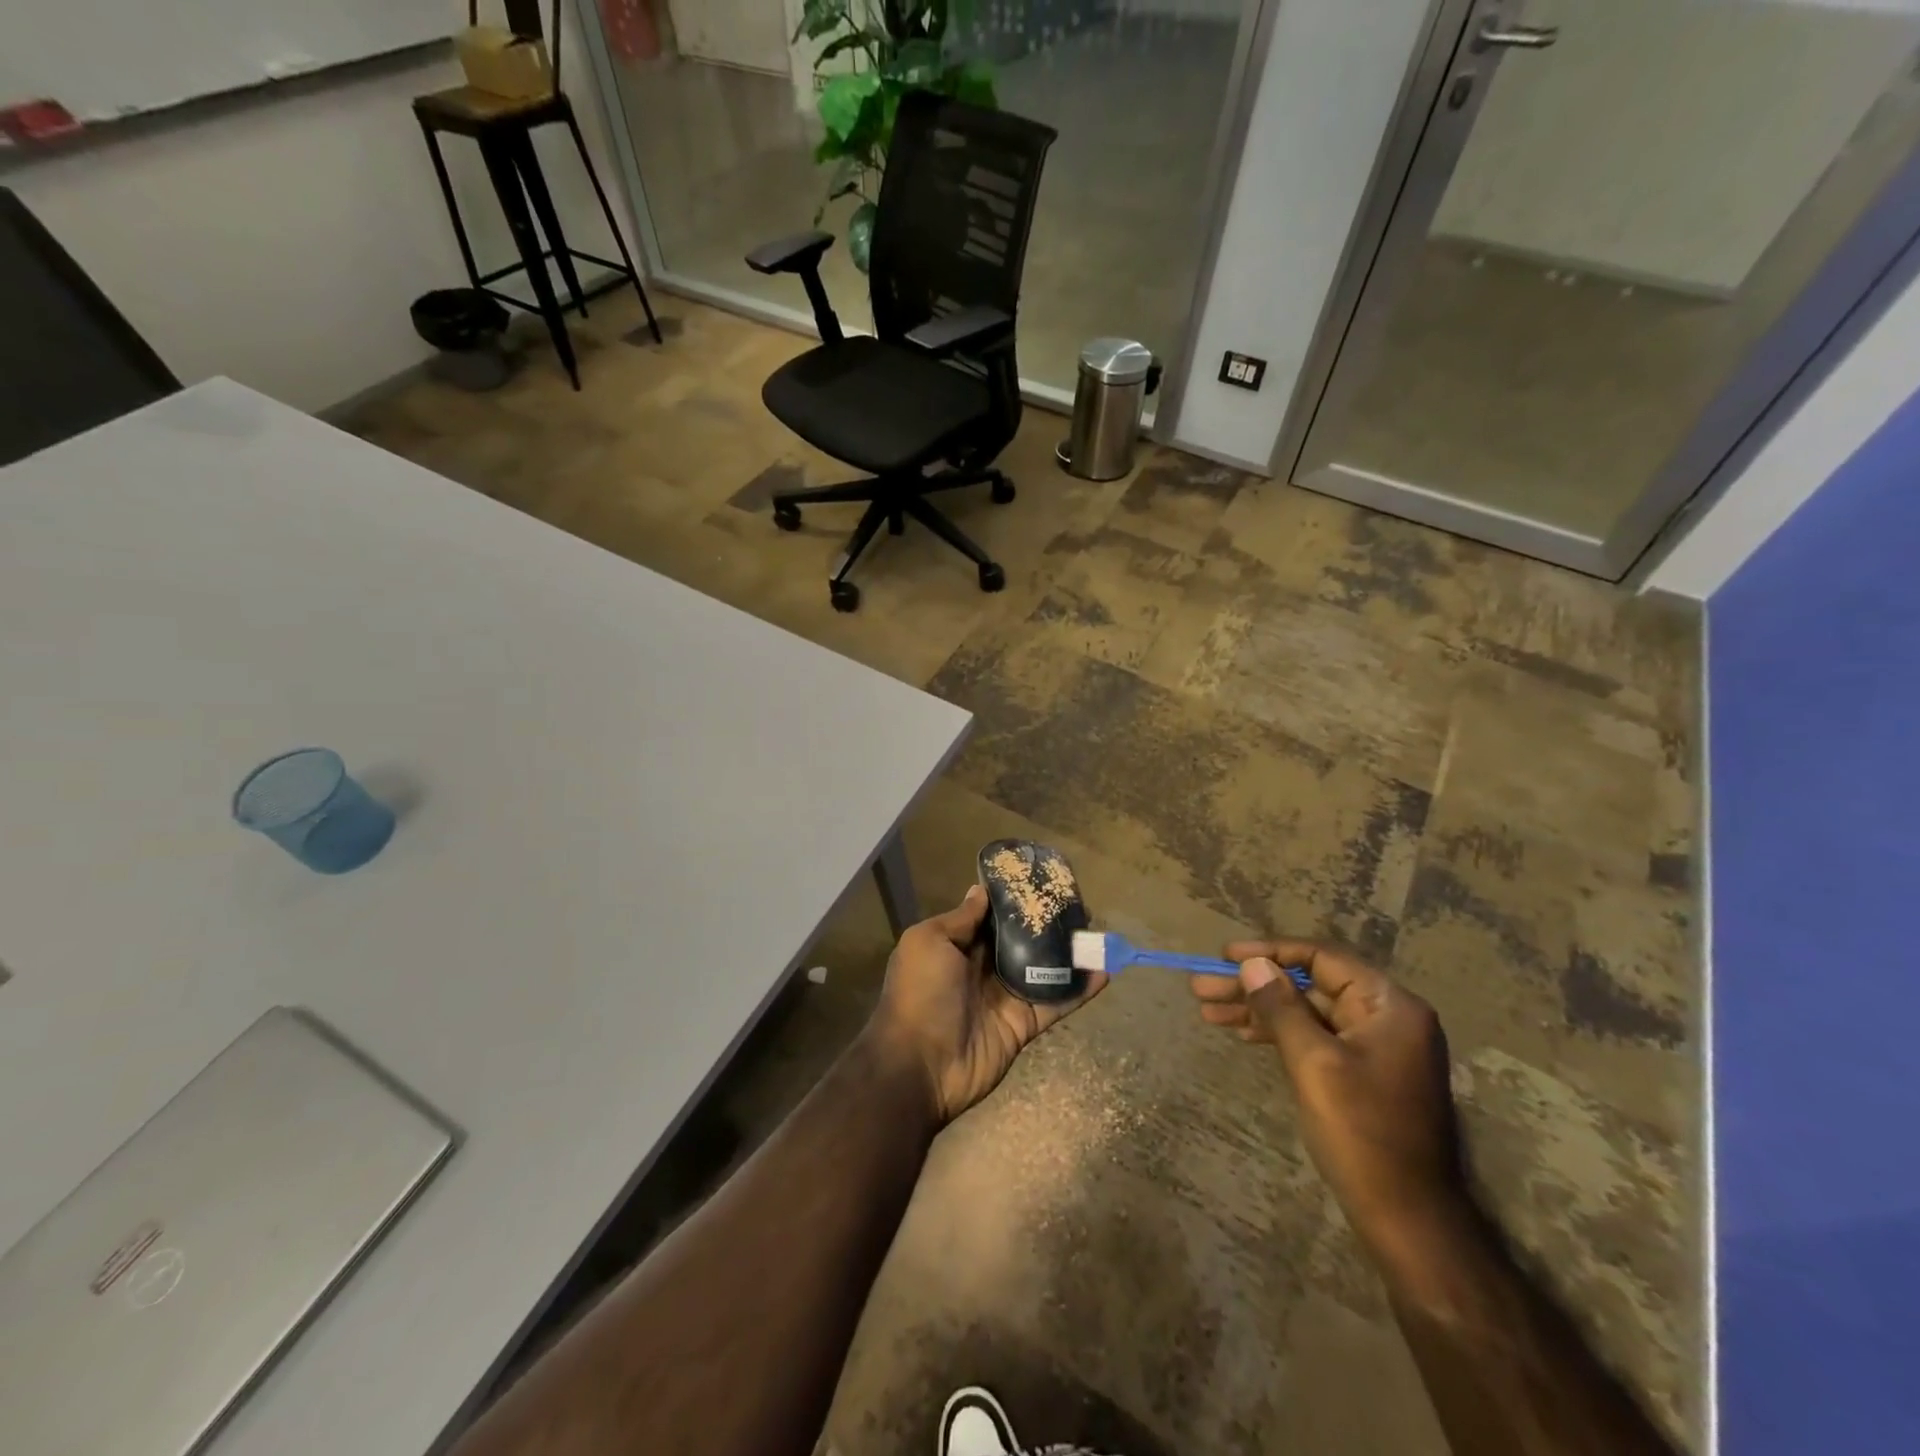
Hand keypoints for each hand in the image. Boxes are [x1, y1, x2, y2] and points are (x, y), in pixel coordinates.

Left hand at [867, 885, 1106, 1123]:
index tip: (1039, 880)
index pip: (990, 917)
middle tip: (1077, 904)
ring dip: (1068, 953)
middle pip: (1020, 940)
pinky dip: (1079, 990)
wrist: (920, 1065)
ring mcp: (1005, 997)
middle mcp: (982, 968)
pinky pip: (1055, 1003)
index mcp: (957, 946)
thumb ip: (960, 919)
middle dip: (1045, 923)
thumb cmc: (920, 993)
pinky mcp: (1023, 1024)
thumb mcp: (929, 942)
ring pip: (1042, 968)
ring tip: (1096, 932)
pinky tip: (1103, 973)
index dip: (1012, 900)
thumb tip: (980, 890)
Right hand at [1190, 940, 1463, 1255]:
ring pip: (1306, 1011)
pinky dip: (1277, 1033)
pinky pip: (1313, 1037)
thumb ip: (1281, 1006)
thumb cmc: (1362, 1133)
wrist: (1409, 1219)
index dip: (1269, 951)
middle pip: (1309, 984)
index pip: (1321, 957)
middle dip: (1254, 984)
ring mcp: (1374, 1046)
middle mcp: (1385, 1017)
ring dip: (1258, 1009)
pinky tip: (1241, 1033)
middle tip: (1202, 987)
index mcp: (1388, 1005)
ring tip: (1207, 1010)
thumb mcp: (1313, 1062)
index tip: (1224, 956)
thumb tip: (1251, 963)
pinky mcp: (1361, 1072)